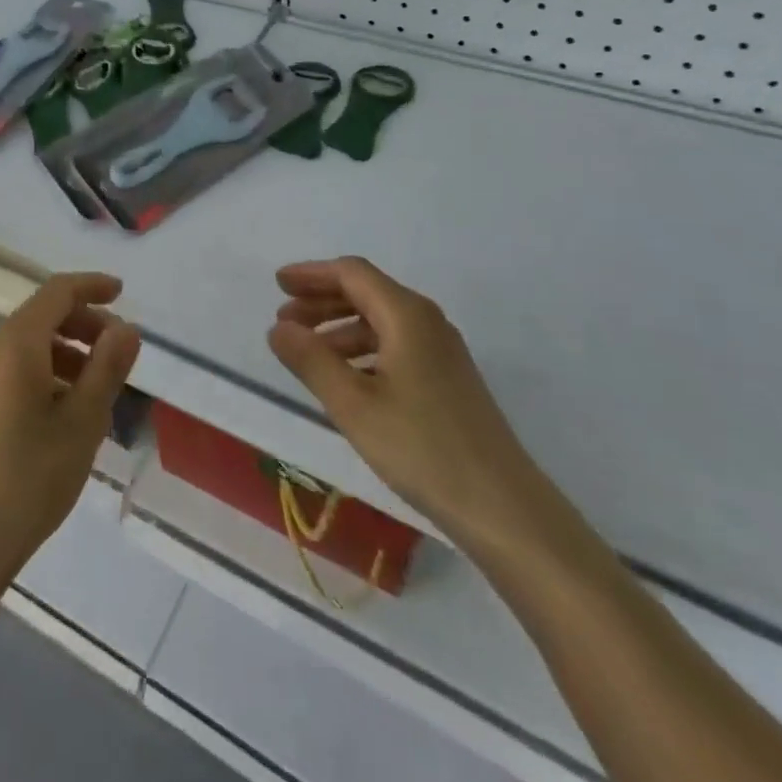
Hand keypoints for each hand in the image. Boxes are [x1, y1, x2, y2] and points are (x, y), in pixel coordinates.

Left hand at [0, 274, 140, 601]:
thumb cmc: (28, 479)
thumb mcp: (82, 422)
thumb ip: (107, 368)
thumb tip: (126, 328)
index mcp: (15, 344)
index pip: (57, 293)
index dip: (91, 286)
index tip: (121, 293)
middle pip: (40, 318)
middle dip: (82, 324)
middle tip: (117, 351)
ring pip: (24, 347)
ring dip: (64, 353)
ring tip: (95, 390)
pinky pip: (9, 372)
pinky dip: (42, 374)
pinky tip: (61, 414)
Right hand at [269, 257, 550, 556]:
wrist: (503, 508)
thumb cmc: (422, 448)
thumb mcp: (353, 404)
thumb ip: (311, 360)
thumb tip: (278, 328)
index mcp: (407, 315)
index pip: (352, 274)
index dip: (312, 274)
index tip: (277, 284)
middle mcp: (427, 322)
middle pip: (366, 292)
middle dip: (321, 300)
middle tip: (283, 319)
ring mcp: (441, 352)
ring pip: (380, 321)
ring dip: (338, 327)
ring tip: (305, 351)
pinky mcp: (447, 380)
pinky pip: (395, 345)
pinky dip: (361, 350)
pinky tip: (344, 378)